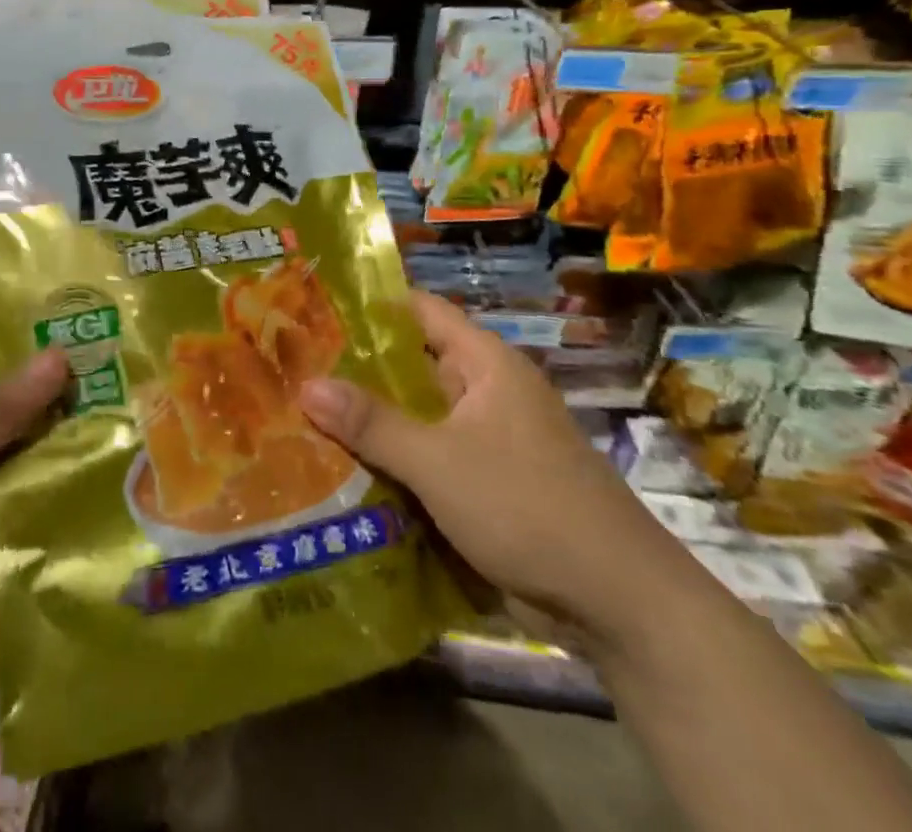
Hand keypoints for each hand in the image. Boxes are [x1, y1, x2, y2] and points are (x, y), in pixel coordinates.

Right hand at [298, 292, 691, 643]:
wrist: (619, 606)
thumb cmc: (528, 507)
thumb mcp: (439, 461)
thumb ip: (372, 424)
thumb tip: (305, 385)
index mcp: (484, 364)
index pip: (419, 311)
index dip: (369, 305)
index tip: (314, 309)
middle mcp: (485, 392)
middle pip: (411, 366)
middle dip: (356, 370)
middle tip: (292, 368)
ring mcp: (486, 440)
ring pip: (416, 417)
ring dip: (371, 421)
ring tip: (301, 415)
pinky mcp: (484, 485)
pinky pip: (428, 458)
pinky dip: (392, 461)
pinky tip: (342, 470)